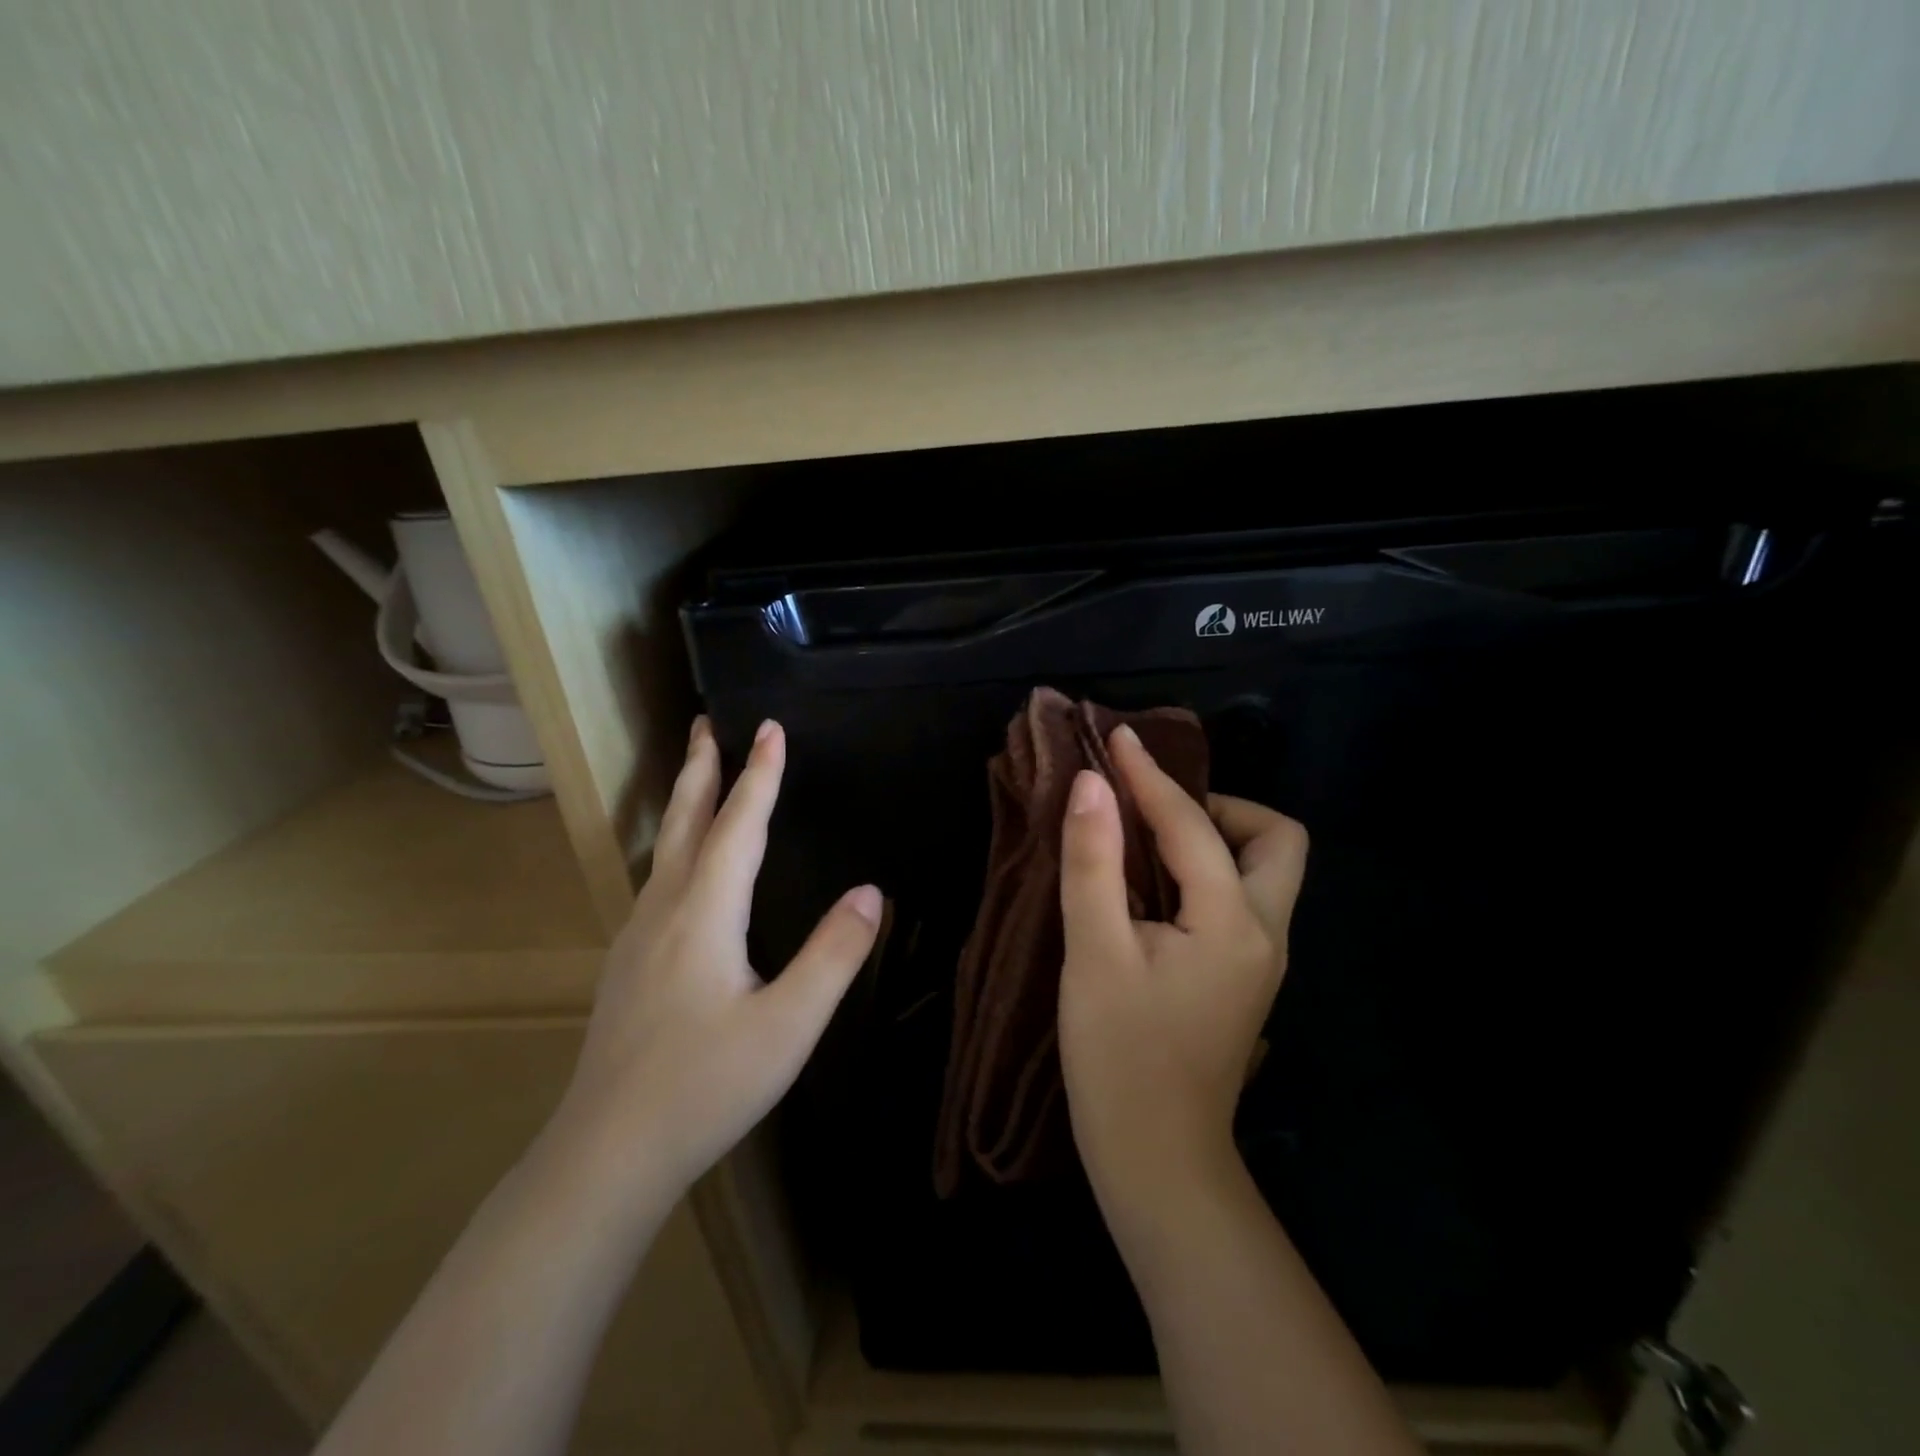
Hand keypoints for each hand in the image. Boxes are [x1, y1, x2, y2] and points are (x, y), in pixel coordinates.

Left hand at [557, 717, 880, 1197]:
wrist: (607, 1153)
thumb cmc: (706, 1086)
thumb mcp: (788, 1025)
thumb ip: (833, 955)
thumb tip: (872, 892)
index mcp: (705, 914)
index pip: (738, 826)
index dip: (760, 775)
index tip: (771, 727)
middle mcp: (665, 910)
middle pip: (685, 822)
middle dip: (700, 768)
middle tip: (705, 723)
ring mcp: (637, 937)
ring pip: (664, 849)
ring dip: (684, 802)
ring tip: (697, 774)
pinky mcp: (627, 964)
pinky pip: (657, 880)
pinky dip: (676, 845)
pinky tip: (682, 867)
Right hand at [1057, 724, 1307, 1217]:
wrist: (1156, 1161)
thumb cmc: (1119, 1057)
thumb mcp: (1094, 953)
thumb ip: (1093, 863)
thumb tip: (1090, 785)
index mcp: (1233, 922)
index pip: (1192, 826)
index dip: (1149, 777)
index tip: (1116, 738)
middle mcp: (1266, 933)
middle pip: (1275, 840)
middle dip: (1220, 808)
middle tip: (1153, 810)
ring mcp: (1262, 960)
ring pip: (1264, 871)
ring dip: (1214, 838)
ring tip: (1146, 839)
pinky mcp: (1243, 978)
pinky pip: (1240, 899)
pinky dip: (1206, 871)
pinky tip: (1156, 885)